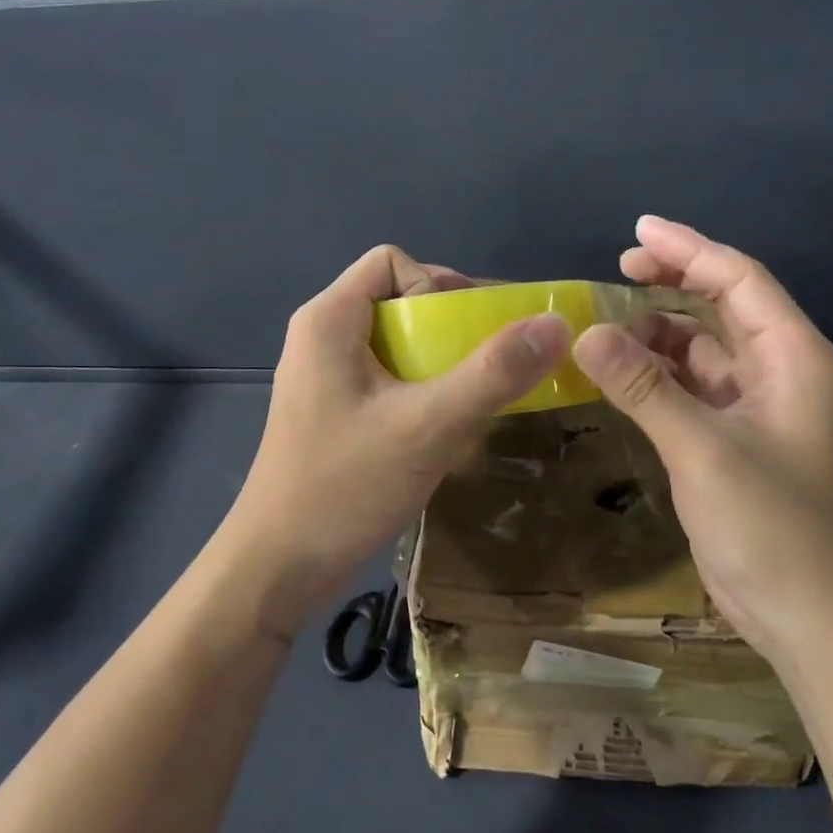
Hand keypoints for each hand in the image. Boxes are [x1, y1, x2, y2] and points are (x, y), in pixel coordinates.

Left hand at [217, 245, 570, 639]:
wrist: (276, 570)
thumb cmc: (343, 488)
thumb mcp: (427, 427)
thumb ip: (492, 373)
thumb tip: (556, 323)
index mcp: (330, 319)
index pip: (393, 262)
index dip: (438, 286)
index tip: (468, 336)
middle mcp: (323, 336)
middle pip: (399, 300)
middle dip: (452, 328)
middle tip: (492, 368)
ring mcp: (326, 376)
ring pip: (398, 343)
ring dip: (444, 365)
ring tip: (478, 401)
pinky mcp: (335, 411)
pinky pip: (390, 379)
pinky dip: (424, 392)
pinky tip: (447, 431)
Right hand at [571, 216, 832, 665]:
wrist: (812, 620)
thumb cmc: (772, 527)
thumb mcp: (702, 449)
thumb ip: (644, 387)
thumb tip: (584, 333)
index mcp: (794, 357)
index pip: (740, 280)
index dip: (689, 249)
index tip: (636, 232)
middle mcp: (780, 370)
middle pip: (723, 305)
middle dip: (672, 281)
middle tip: (615, 269)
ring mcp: (757, 406)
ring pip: (703, 347)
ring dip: (658, 331)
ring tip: (603, 323)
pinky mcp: (734, 437)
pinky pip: (691, 385)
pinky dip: (656, 372)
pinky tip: (617, 369)